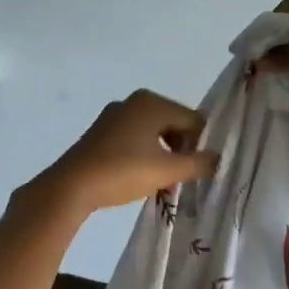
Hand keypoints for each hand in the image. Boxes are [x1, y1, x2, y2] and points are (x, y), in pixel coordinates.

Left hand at [32, 89, 218, 215]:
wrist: (71, 186)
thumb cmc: (123, 171)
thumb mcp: (167, 170)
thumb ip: (198, 164)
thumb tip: (218, 159)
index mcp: (152, 102)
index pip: (193, 120)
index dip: (202, 145)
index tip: (202, 170)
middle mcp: (133, 102)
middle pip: (173, 125)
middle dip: (182, 151)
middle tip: (184, 178)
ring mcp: (114, 117)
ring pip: (153, 134)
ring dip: (164, 157)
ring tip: (165, 182)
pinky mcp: (100, 134)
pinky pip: (134, 140)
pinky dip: (145, 156)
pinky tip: (143, 178)